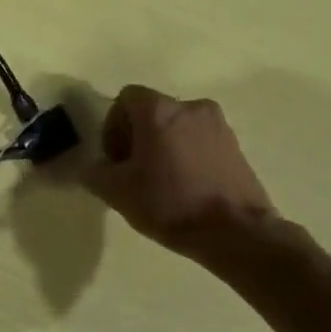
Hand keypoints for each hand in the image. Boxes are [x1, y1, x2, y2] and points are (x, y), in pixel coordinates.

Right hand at [84, 85, 280, 269]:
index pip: (125, 98)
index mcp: (159, 111)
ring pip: (177, 127)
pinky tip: (185, 187)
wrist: (236, 233)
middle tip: (133, 171)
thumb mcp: (116, 192)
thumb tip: (93, 166)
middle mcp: (190, 107)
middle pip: (152, 111)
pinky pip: (200, 141)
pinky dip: (187, 155)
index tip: (115, 158)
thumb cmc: (170, 204)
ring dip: (163, 145)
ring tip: (161, 182)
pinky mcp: (236, 146)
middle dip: (137, 136)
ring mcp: (218, 125)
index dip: (112, 125)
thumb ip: (94, 172)